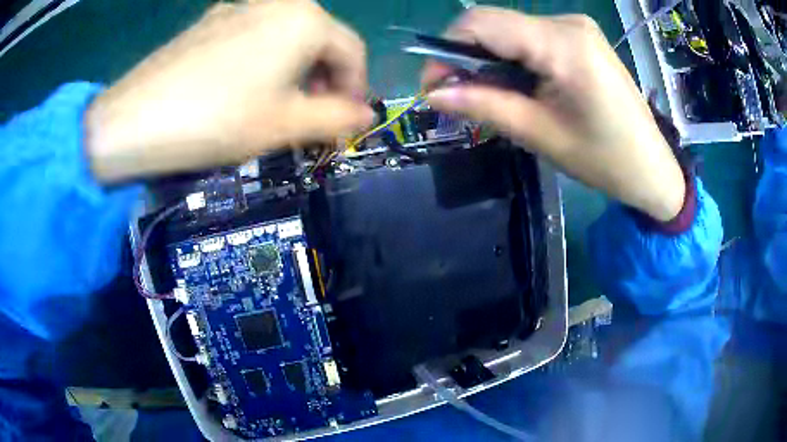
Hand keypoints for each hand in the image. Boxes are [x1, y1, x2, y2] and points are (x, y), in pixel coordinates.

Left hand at [86, 0, 372, 182]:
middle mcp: (278, 3)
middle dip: (325, 80)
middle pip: (320, 41)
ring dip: (295, 71)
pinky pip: (254, 36)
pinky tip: (244, 88)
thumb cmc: (218, 119)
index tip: (347, 120)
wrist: (135, 119)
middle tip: (313, 116)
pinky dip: (264, 61)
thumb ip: (336, 117)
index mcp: (306, 20)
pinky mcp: (211, 20)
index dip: (357, 88)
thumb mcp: (286, 124)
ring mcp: (240, 7)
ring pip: (286, 37)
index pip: (353, 52)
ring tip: (278, 106)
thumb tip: (365, 114)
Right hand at [422, 8, 684, 221]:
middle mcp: (567, 23)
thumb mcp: (540, 134)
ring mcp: (576, 26)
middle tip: (462, 97)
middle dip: (467, 57)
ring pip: (510, 31)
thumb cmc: (604, 160)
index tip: (435, 86)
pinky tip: (522, 87)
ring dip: (490, 60)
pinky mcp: (580, 36)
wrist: (652, 166)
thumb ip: (484, 105)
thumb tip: (432, 93)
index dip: (446, 49)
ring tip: (495, 97)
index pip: (482, 22)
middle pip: (494, 24)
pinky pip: (531, 37)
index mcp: (563, 44)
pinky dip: (513, 59)